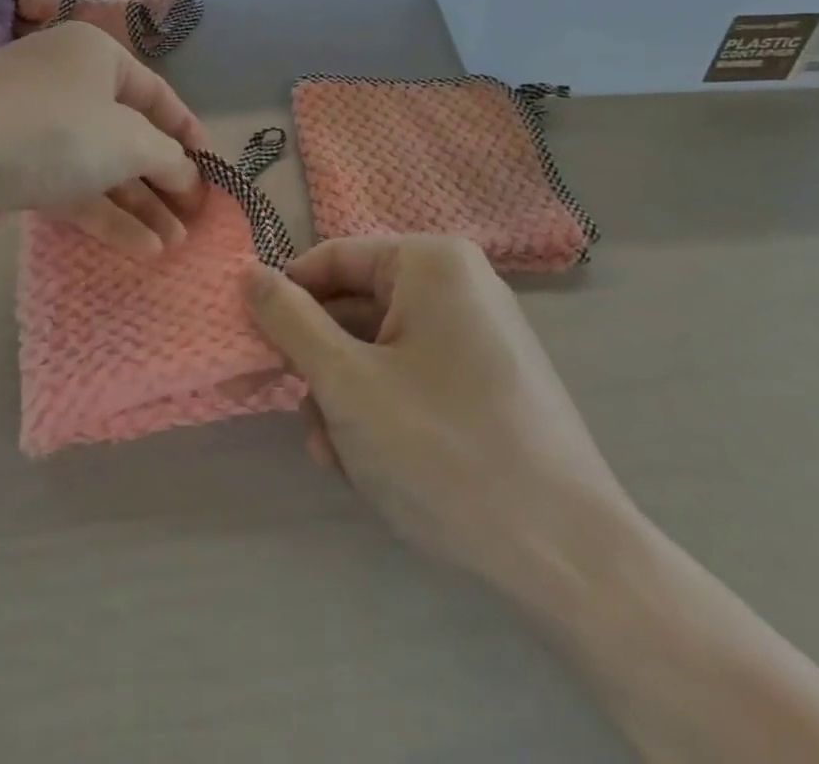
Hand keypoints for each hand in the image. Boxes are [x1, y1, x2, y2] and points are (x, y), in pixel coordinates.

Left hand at [0, 22, 209, 254]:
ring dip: (139, 205)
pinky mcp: (14, 168)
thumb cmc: (52, 128)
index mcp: (96, 56)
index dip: (188, 132)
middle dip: (164, 179)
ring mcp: (37, 127)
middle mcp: (67, 83)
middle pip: (129, 134)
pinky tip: (141, 248)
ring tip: (175, 246)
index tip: (213, 170)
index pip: (157, 94)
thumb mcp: (128, 139)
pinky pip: (71, 189)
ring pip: (100, 167)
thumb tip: (189, 176)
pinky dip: (104, 215)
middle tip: (195, 219)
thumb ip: (168, 158)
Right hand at [243, 235, 632, 601]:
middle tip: (304, 421)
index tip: (256, 350)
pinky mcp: (488, 381)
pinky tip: (372, 467)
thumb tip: (248, 273)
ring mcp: (478, 334)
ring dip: (346, 400)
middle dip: (321, 368)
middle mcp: (459, 285)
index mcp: (431, 263)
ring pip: (380, 350)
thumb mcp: (346, 383)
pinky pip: (414, 377)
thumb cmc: (443, 450)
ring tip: (340, 460)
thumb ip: (289, 321)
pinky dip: (384, 412)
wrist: (569, 558)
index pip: (331, 260)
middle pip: (355, 308)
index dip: (286, 301)